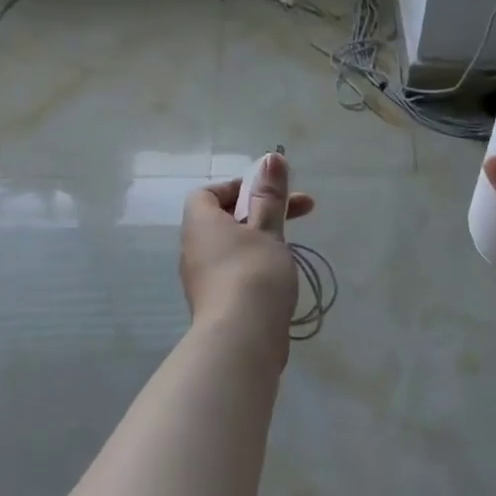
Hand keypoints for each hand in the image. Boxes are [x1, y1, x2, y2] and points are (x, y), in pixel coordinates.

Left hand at [180, 153, 314, 344]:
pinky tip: (280, 278)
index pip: (208, 193)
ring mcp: (202, 279)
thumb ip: (270, 195)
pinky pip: (234, 272)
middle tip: (302, 211)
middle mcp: (194, 248)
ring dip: (261, 239)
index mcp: (200, 223)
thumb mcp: (268, 228)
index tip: (269, 193)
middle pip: (224, 219)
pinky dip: (255, 266)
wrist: (241, 339)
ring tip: (292, 246)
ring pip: (232, 247)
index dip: (238, 187)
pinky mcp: (215, 303)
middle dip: (262, 211)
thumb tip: (272, 157)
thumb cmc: (254, 272)